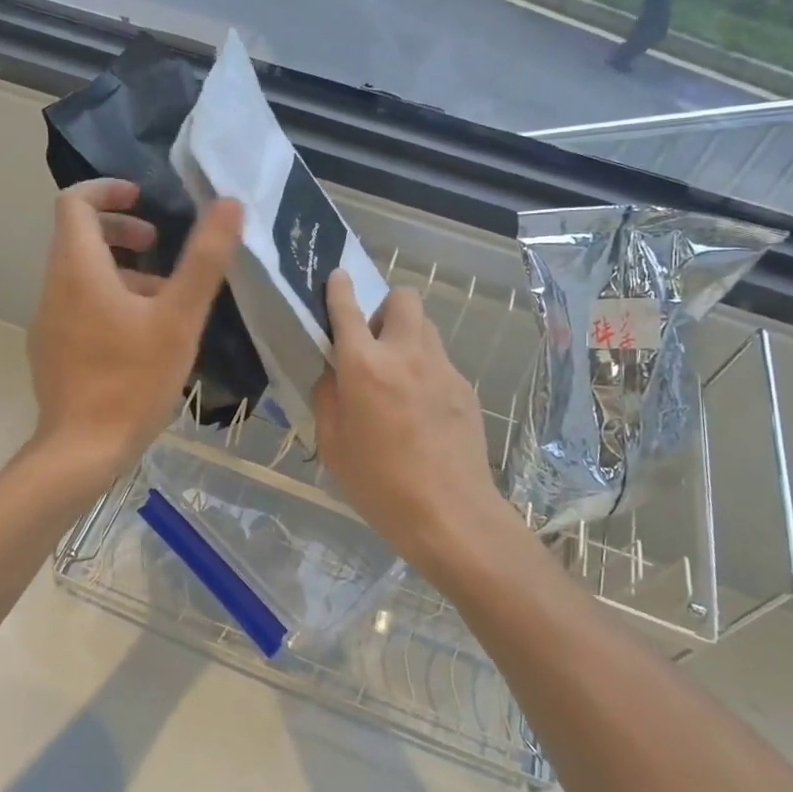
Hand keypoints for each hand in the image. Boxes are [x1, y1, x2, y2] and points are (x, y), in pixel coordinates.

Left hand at [25, 179, 241, 481]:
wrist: (82, 451)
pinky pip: (77, 306)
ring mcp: (48, 322)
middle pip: (77, 237)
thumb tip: (228, 204)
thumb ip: (204, 259)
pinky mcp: (52, 350)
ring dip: (120, 271)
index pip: (74, 203)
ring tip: (165, 297)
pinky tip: (143, 336)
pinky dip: (107, 300)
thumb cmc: (132, 380)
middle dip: (120, 231)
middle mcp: (54, 288)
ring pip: (80, 275)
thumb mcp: (179, 317)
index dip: (108, 191)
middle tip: (159, 245)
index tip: (144, 201)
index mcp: (78, 269)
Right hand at [310, 270, 504, 572]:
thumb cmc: (379, 484)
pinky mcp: (465, 388)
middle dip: (385, 307)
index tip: (337, 276)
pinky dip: (425, 368)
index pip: (348, 309)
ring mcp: (442, 368)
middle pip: (403, 298)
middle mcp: (405, 354)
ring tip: (397, 374)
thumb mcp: (332, 444)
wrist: (450, 515)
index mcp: (364, 365)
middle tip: (373, 341)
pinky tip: (420, 408)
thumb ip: (328, 397)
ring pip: (426, 326)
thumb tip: (333, 374)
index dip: (339, 288)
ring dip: (407, 335)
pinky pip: (440, 360)